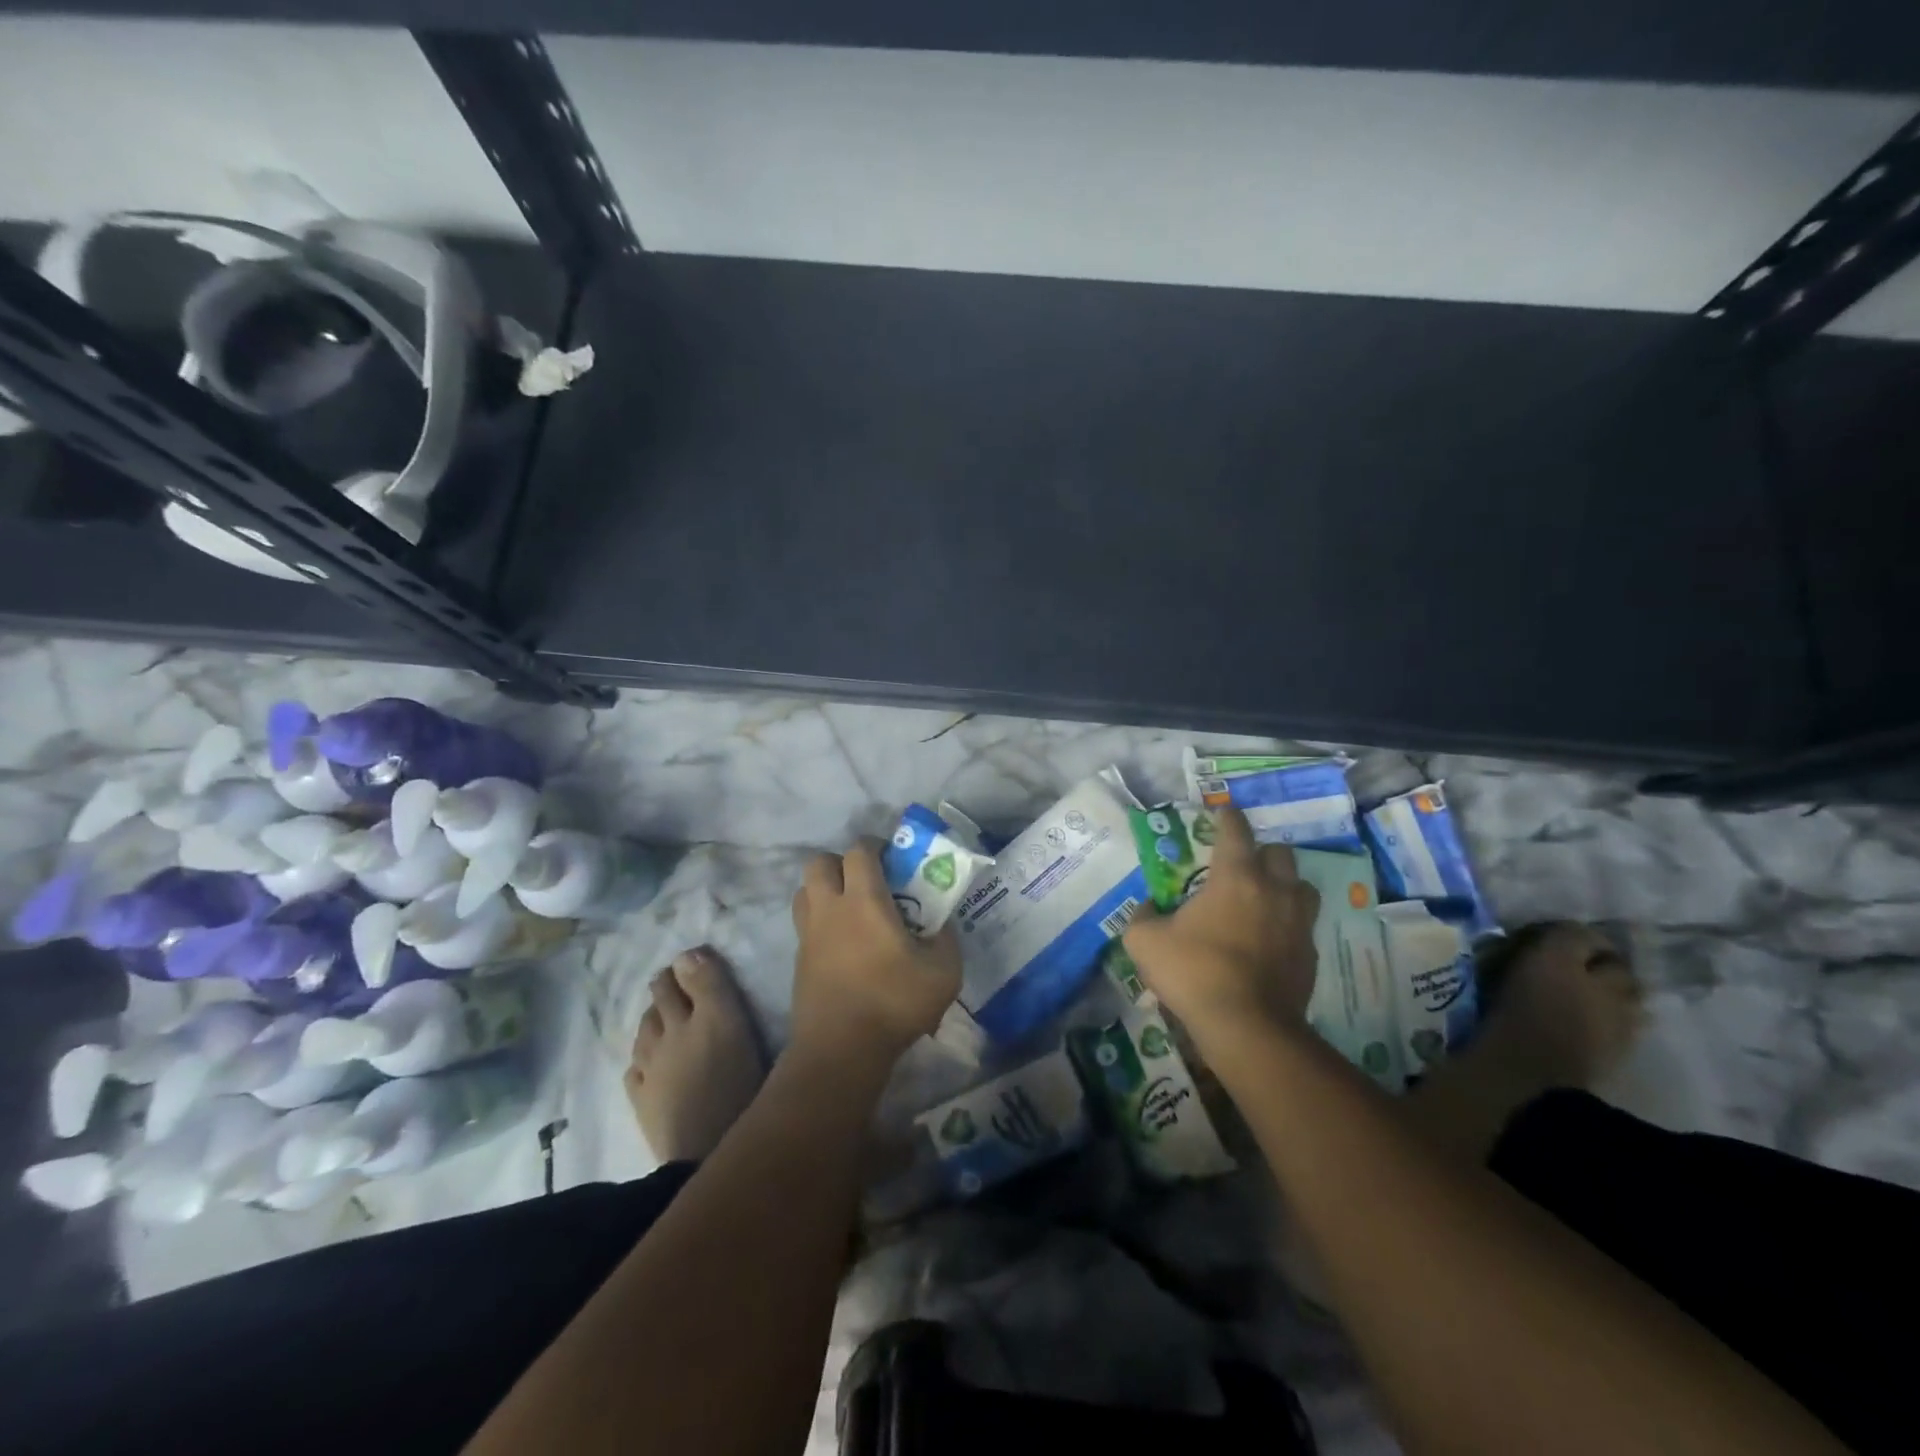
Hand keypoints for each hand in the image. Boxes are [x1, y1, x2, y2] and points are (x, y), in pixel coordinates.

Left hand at [790, 839, 962, 1072]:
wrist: (841, 1050)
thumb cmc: (894, 1003)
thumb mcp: (943, 972)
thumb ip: (945, 939)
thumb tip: (940, 925)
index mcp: (864, 901)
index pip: (859, 850)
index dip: (876, 846)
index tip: (894, 861)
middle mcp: (830, 908)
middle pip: (820, 863)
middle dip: (842, 863)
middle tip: (867, 882)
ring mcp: (808, 934)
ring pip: (805, 891)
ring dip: (824, 890)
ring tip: (851, 910)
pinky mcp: (799, 960)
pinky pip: (804, 924)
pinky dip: (820, 922)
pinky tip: (844, 945)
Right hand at [1123, 806, 1319, 1041]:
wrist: (1246, 1027)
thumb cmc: (1193, 972)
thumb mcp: (1145, 941)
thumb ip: (1143, 916)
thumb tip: (1149, 907)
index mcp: (1235, 877)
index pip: (1236, 831)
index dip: (1228, 817)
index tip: (1223, 811)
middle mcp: (1274, 891)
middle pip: (1279, 853)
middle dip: (1261, 852)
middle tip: (1241, 865)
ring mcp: (1298, 923)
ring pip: (1302, 887)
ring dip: (1284, 885)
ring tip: (1264, 899)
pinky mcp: (1310, 955)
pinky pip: (1303, 926)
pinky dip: (1288, 925)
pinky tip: (1269, 940)